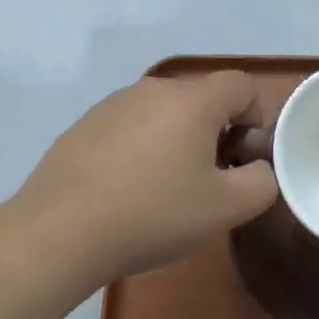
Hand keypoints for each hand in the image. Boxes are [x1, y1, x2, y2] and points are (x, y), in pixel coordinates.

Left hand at [13, 71, 279, 290]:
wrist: (58, 232)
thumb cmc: (152, 214)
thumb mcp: (225, 210)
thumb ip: (260, 183)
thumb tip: (257, 168)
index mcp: (194, 99)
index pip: (242, 86)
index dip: (253, 119)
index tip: (239, 159)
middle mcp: (156, 88)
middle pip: (202, 98)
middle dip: (214, 132)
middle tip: (205, 180)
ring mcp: (115, 102)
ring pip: (164, 111)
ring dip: (174, 139)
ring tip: (161, 190)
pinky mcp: (85, 123)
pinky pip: (129, 126)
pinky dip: (138, 148)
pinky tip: (123, 191)